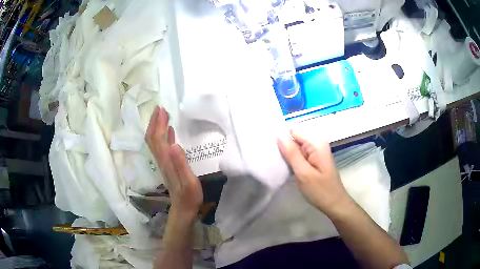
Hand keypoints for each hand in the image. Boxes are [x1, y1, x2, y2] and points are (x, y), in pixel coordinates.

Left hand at [146, 106, 202, 220]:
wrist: (183, 208)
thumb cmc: (189, 196)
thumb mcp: (188, 181)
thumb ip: (181, 163)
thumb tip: (174, 143)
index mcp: (166, 160)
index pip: (157, 138)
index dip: (157, 123)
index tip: (161, 109)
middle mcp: (162, 159)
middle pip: (153, 138)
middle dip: (155, 122)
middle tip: (161, 108)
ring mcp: (164, 162)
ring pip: (156, 141)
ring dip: (158, 127)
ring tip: (164, 115)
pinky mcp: (168, 165)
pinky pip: (163, 146)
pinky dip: (164, 136)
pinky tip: (170, 131)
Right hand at [277, 131, 350, 216]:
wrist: (334, 204)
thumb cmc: (320, 190)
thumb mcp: (304, 173)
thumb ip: (291, 153)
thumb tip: (279, 134)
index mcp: (316, 143)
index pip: (293, 131)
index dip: (281, 138)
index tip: (269, 148)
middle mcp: (317, 144)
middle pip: (294, 138)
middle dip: (283, 147)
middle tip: (271, 159)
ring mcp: (316, 152)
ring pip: (296, 148)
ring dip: (287, 155)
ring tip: (276, 164)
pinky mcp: (314, 160)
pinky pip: (300, 155)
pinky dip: (292, 160)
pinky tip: (285, 168)